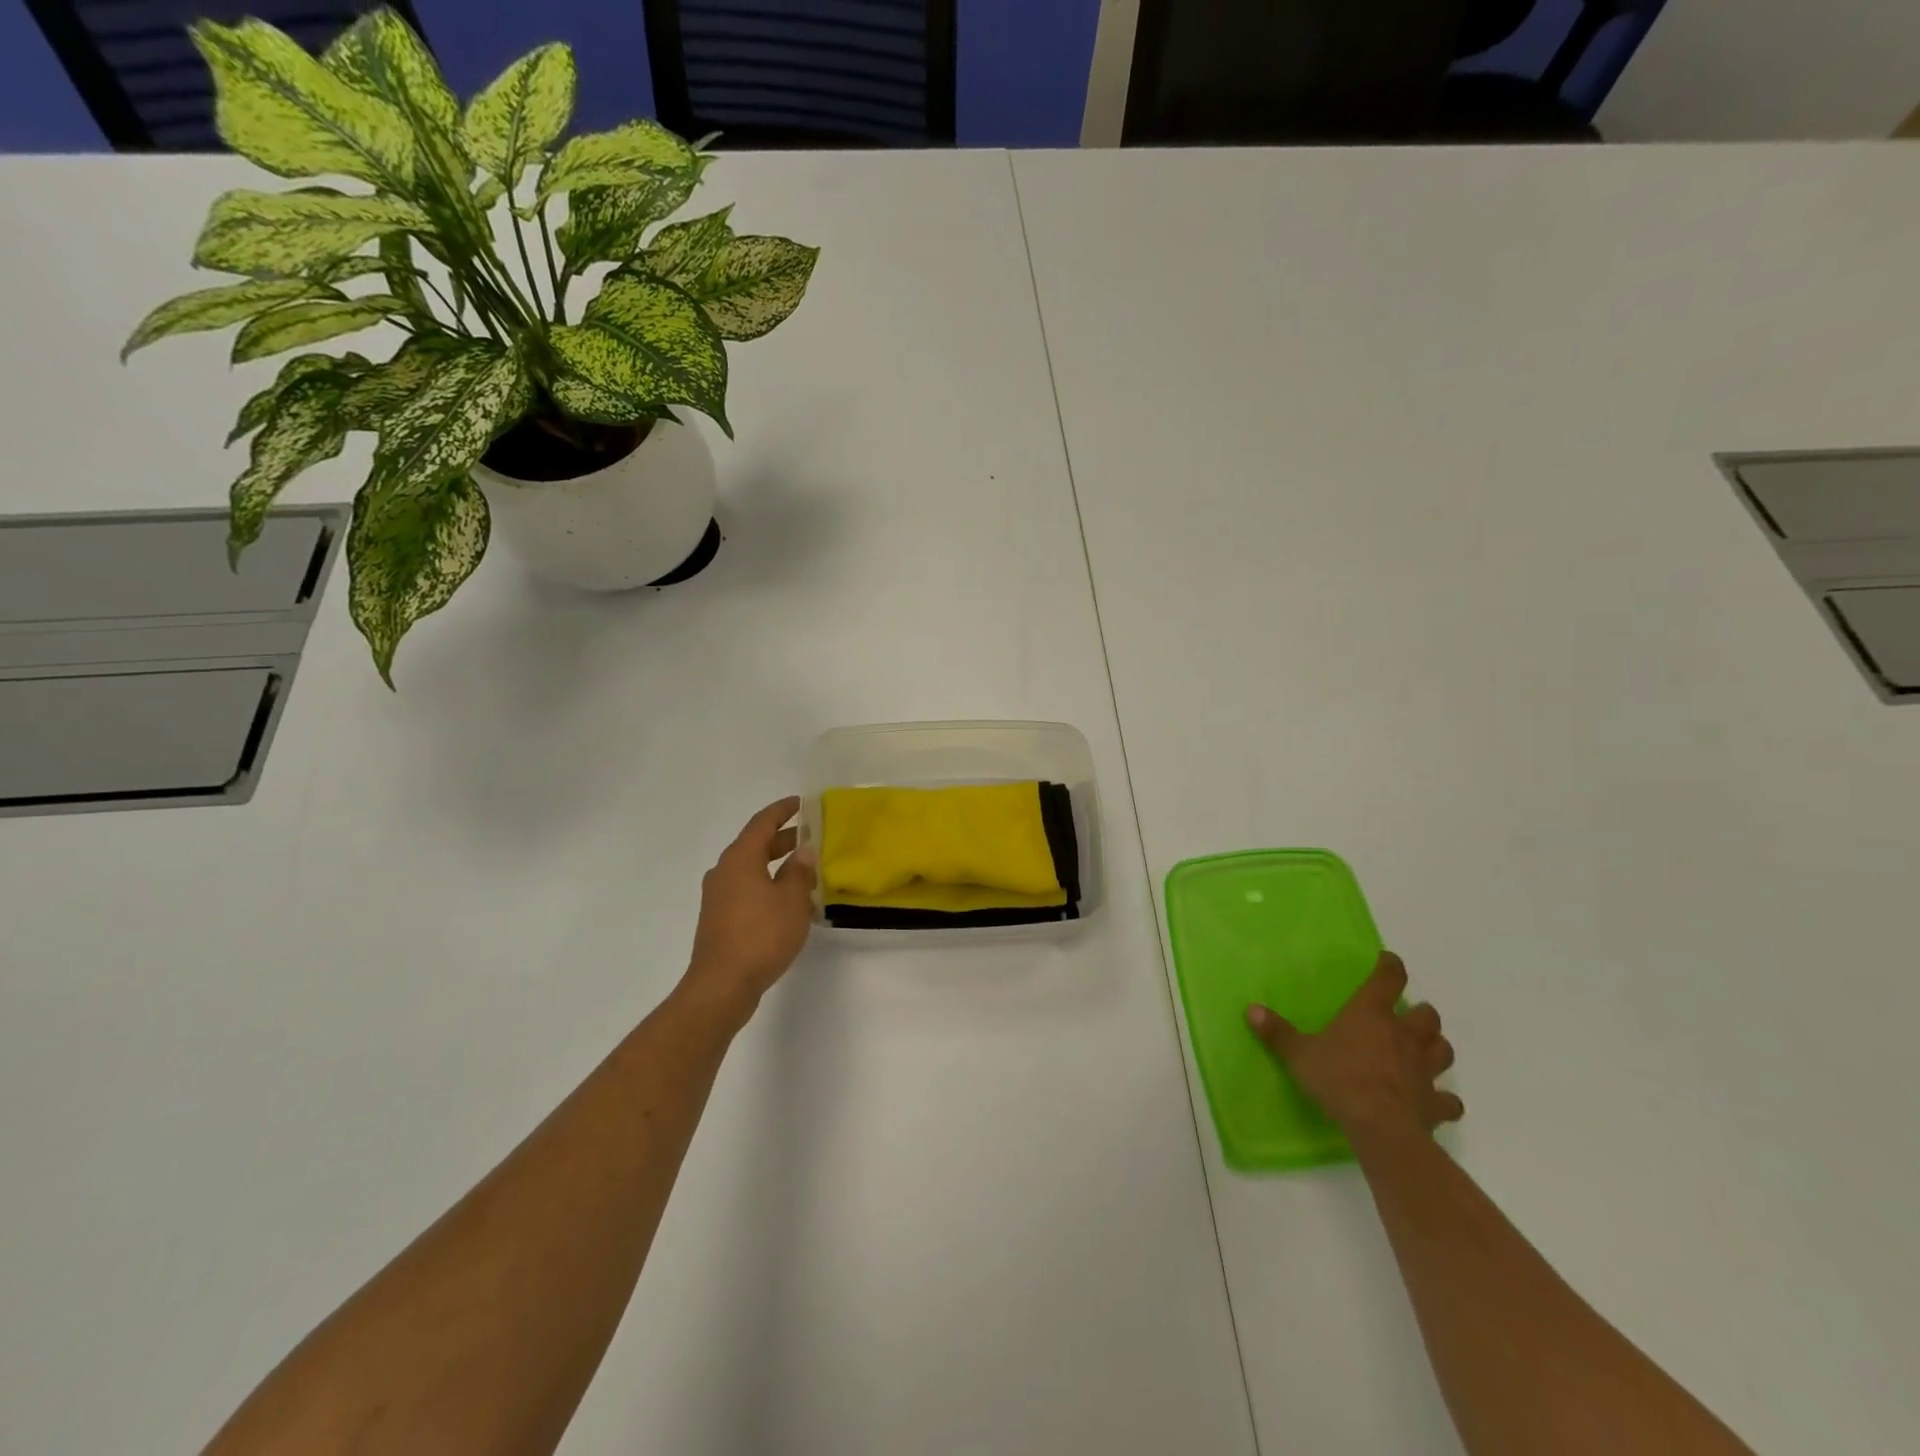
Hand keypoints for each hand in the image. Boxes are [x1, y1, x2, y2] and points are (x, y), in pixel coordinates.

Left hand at [683, 797, 816, 1023]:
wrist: (722, 985)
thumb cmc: (761, 935)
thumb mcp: (791, 901)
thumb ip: (799, 873)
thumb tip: (803, 852)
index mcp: (740, 859)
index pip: (762, 822)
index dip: (783, 810)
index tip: (802, 803)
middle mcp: (724, 871)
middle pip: (755, 844)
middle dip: (783, 839)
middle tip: (811, 837)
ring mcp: (718, 896)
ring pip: (750, 868)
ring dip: (775, 864)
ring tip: (804, 870)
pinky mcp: (719, 918)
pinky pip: (746, 889)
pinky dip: (766, 884)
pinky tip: (786, 900)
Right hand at [1247, 951, 1462, 1143]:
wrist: (1379, 1127)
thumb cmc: (1338, 1079)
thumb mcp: (1298, 1054)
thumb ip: (1278, 1032)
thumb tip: (1251, 1009)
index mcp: (1371, 1014)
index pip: (1388, 979)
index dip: (1390, 967)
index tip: (1388, 960)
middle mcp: (1403, 1035)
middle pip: (1427, 1015)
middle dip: (1420, 1013)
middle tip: (1407, 1016)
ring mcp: (1424, 1069)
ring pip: (1443, 1049)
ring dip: (1436, 1047)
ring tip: (1424, 1050)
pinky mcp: (1435, 1102)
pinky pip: (1448, 1099)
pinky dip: (1444, 1098)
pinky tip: (1434, 1100)